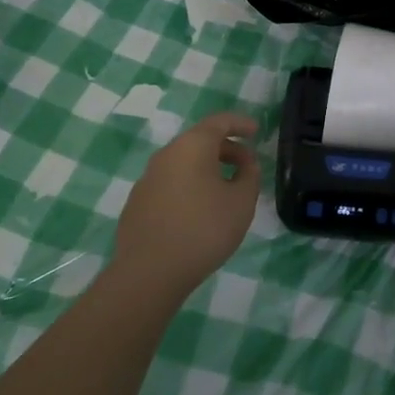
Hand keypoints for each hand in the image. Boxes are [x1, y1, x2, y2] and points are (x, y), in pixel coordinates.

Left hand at [110, 111, 261, 300]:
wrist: (149, 272)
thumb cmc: (203, 229)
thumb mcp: (242, 202)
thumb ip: (249, 175)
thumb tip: (246, 164)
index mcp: (192, 146)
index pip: (219, 122)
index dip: (240, 123)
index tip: (256, 131)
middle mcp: (166, 154)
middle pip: (199, 141)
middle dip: (226, 148)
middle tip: (246, 165)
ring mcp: (148, 178)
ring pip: (183, 162)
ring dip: (207, 168)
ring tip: (225, 189)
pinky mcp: (138, 202)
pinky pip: (170, 182)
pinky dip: (189, 185)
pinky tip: (199, 210)